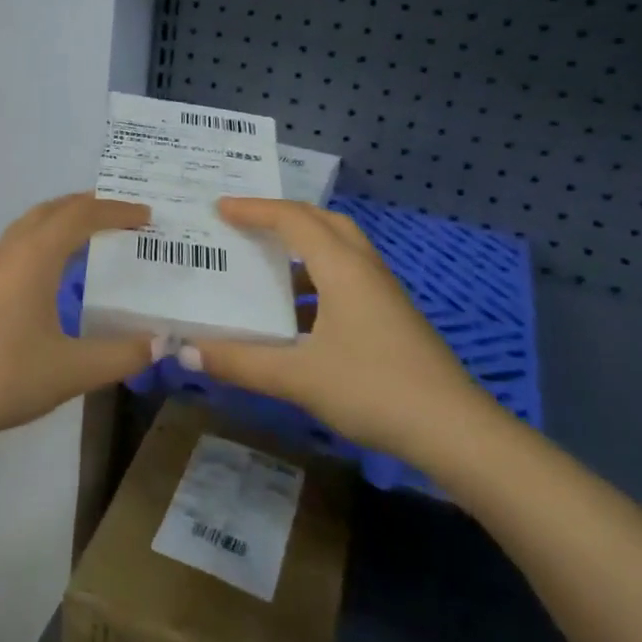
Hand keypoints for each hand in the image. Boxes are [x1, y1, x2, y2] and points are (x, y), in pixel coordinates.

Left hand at [0, 192, 154, 447]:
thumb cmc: (4, 378)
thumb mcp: (72, 370)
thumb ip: (122, 355)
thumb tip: (160, 343)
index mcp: (34, 256)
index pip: (82, 215)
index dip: (118, 210)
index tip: (148, 216)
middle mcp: (8, 249)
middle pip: (53, 209)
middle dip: (90, 206)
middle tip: (124, 216)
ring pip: (29, 225)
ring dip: (63, 221)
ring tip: (92, 237)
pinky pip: (16, 245)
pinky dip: (43, 241)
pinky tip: (50, 273)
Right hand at [188, 198, 502, 469]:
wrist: (456, 433)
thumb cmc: (374, 389)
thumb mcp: (298, 377)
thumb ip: (240, 362)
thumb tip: (185, 351)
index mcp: (342, 268)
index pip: (293, 219)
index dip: (254, 209)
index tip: (219, 208)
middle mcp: (365, 270)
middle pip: (323, 223)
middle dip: (284, 216)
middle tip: (247, 224)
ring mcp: (383, 295)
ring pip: (339, 252)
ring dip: (302, 249)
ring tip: (265, 267)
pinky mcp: (392, 320)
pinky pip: (347, 280)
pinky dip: (317, 281)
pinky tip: (297, 318)